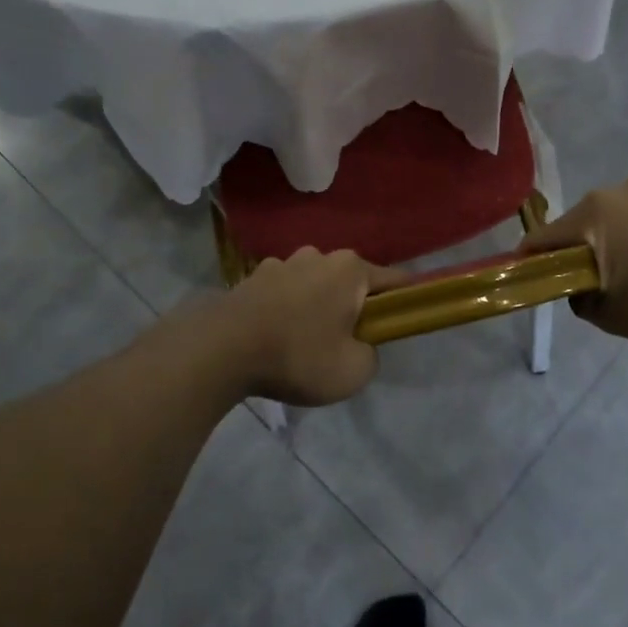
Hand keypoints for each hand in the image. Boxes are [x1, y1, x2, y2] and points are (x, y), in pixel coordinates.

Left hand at [198, 248, 404, 405]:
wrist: (222, 349)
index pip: (395, 281)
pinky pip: (284, 293)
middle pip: (351, 282)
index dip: (404, 303)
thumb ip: (370, 355)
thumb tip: (360, 345)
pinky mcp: (252, 277)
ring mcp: (282, 263)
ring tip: (303, 345)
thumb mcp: (354, 371)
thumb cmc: (298, 355)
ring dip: (317, 308)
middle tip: (346, 345)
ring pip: (315, 286)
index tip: (402, 323)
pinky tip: (275, 338)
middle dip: (354, 308)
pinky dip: (287, 311)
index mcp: (350, 269)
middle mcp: (319, 255)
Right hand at [520, 172, 627, 348]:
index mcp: (596, 213)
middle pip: (594, 217)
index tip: (532, 269)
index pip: (548, 235)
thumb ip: (582, 300)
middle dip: (594, 242)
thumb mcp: (613, 318)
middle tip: (611, 272)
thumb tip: (579, 288)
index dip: (535, 255)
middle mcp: (626, 186)